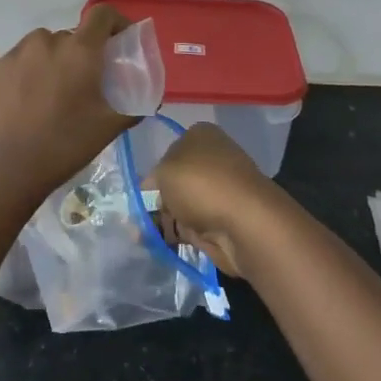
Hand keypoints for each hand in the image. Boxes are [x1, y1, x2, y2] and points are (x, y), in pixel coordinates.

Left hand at [0, 5, 131, 201]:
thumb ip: (131, 109)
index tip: (120, 39)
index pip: (101, 15)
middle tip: (83, 83)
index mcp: (80, 51)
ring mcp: (13, 54)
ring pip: (37, 43)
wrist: (6, 171)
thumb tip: (147, 101)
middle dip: (80, 53)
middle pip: (69, 36)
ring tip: (48, 88)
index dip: (114, 21)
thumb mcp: (108, 129)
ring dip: (47, 57)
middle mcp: (47, 42)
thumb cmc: (64, 147)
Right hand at [149, 123, 284, 278]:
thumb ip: (152, 179)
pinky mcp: (221, 221)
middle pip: (174, 180)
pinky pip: (190, 226)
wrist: (245, 223)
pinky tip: (156, 244)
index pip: (168, 152)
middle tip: (135, 218)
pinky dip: (174, 235)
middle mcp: (211, 160)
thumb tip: (152, 191)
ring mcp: (218, 192)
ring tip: (140, 236)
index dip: (153, 173)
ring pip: (180, 205)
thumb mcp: (164, 170)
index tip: (140, 193)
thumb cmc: (201, 183)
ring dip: (162, 220)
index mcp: (200, 136)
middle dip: (155, 199)